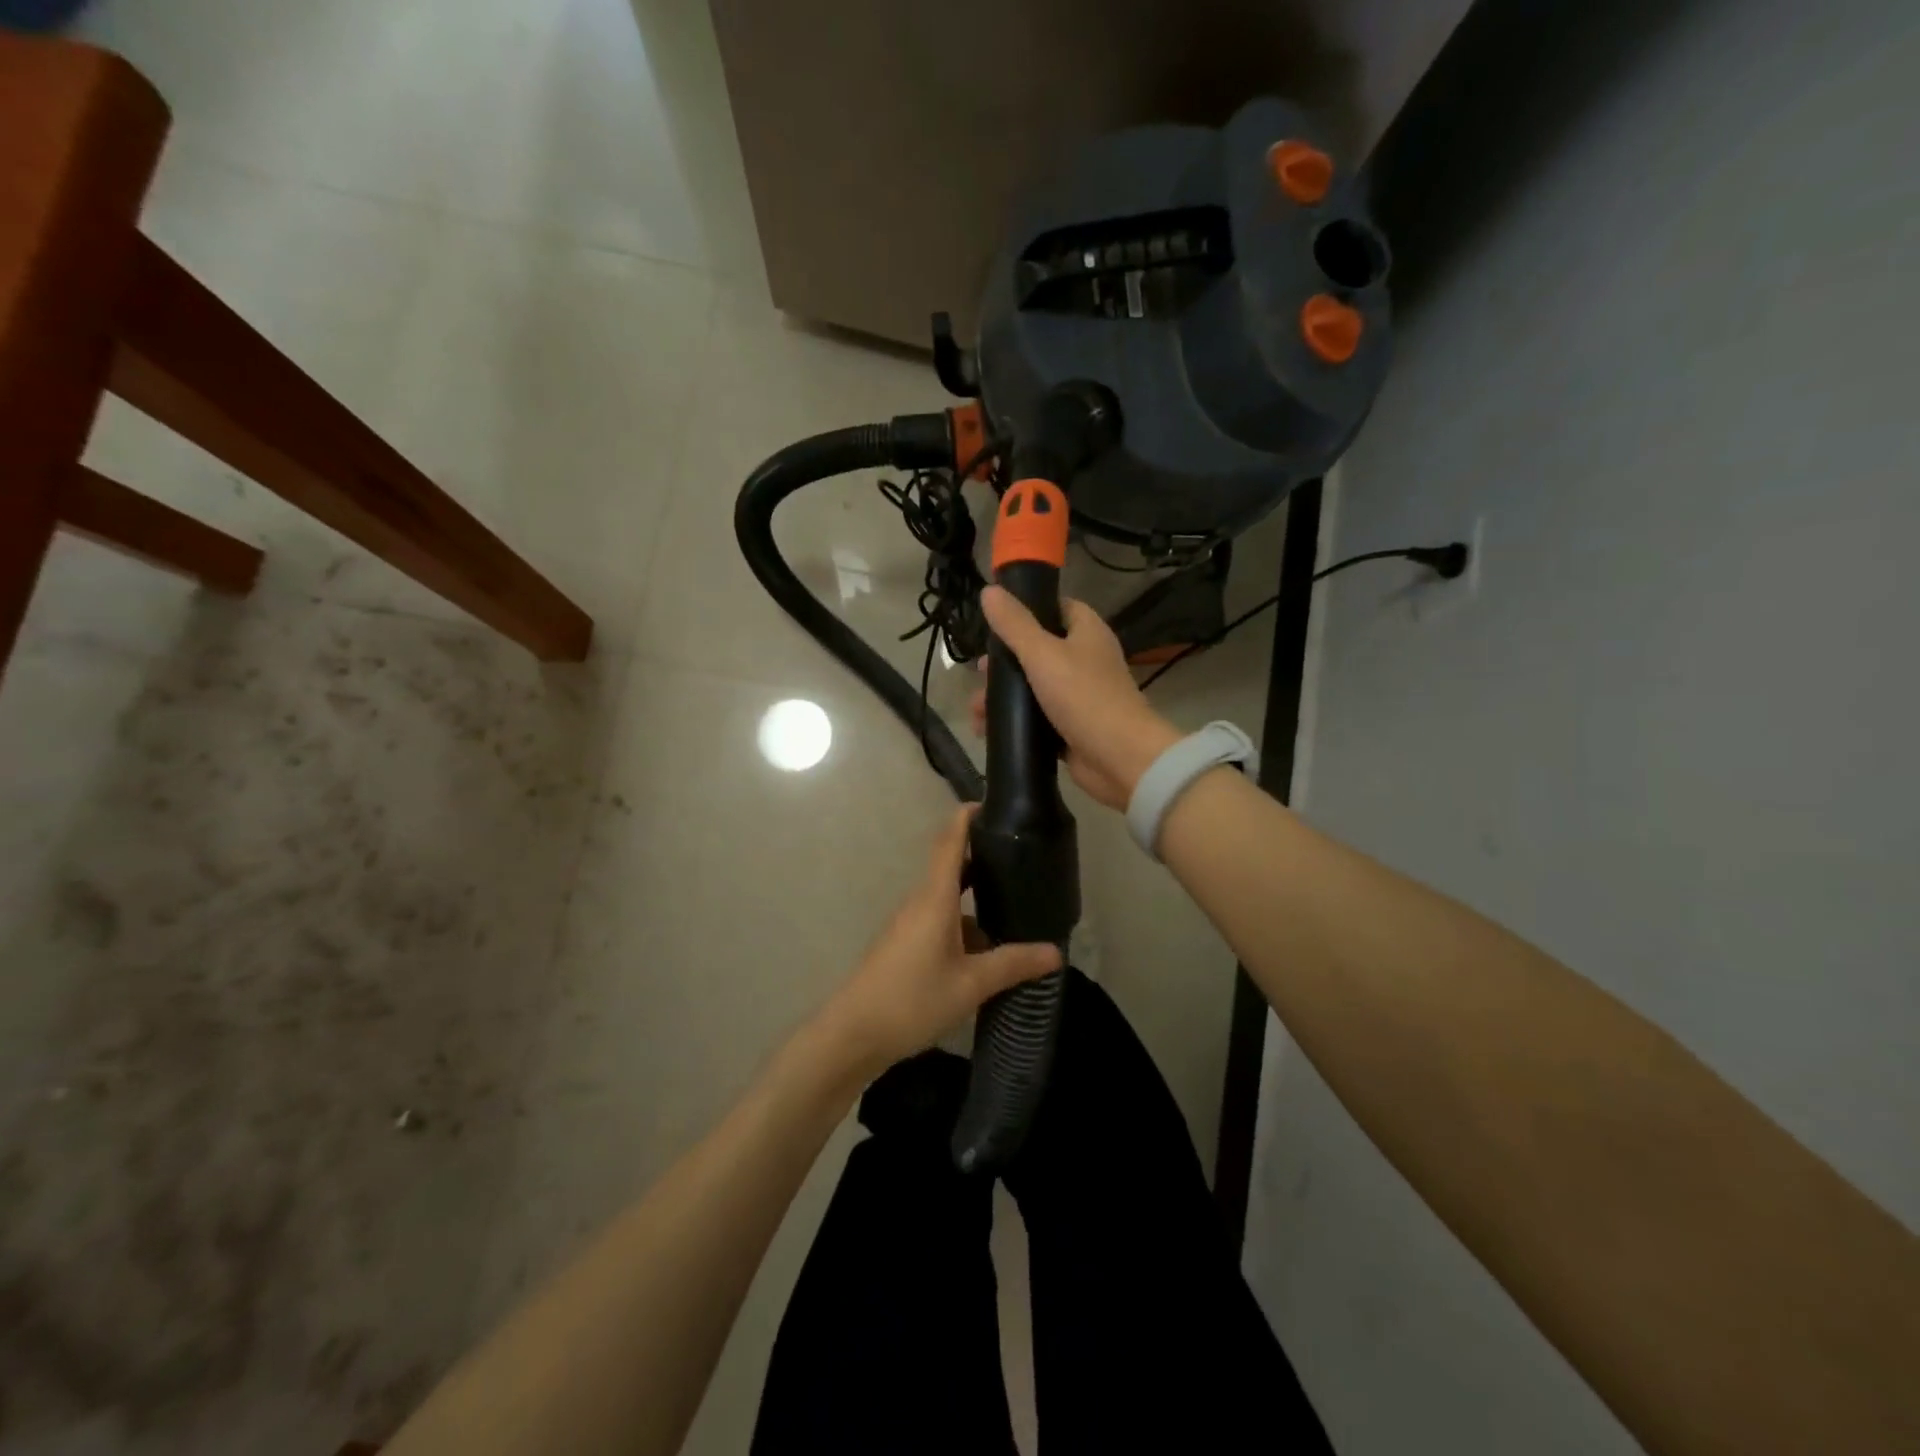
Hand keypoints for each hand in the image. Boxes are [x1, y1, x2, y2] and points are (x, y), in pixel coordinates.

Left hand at [817, 805, 1061, 1077]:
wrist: (853, 1034)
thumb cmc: (911, 999)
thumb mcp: (970, 984)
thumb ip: (1012, 964)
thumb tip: (1055, 952)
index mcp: (934, 897)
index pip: (949, 841)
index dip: (968, 817)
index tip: (994, 803)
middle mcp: (920, 902)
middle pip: (952, 866)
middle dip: (984, 858)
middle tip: (1023, 855)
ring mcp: (910, 924)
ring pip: (948, 899)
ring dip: (977, 897)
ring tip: (1016, 903)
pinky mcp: (906, 945)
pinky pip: (941, 922)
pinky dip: (966, 925)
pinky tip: (989, 949)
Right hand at [969, 586, 1182, 810]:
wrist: (1119, 758)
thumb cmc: (1083, 697)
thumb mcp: (1042, 654)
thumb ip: (1014, 624)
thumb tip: (988, 591)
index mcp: (1087, 632)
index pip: (1057, 608)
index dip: (1028, 610)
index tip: (996, 622)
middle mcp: (1085, 659)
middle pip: (1038, 650)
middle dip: (1005, 663)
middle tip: (981, 674)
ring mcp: (1079, 695)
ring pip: (1034, 687)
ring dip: (1004, 697)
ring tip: (977, 712)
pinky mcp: (1071, 727)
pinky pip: (1037, 718)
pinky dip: (1015, 722)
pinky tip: (987, 731)